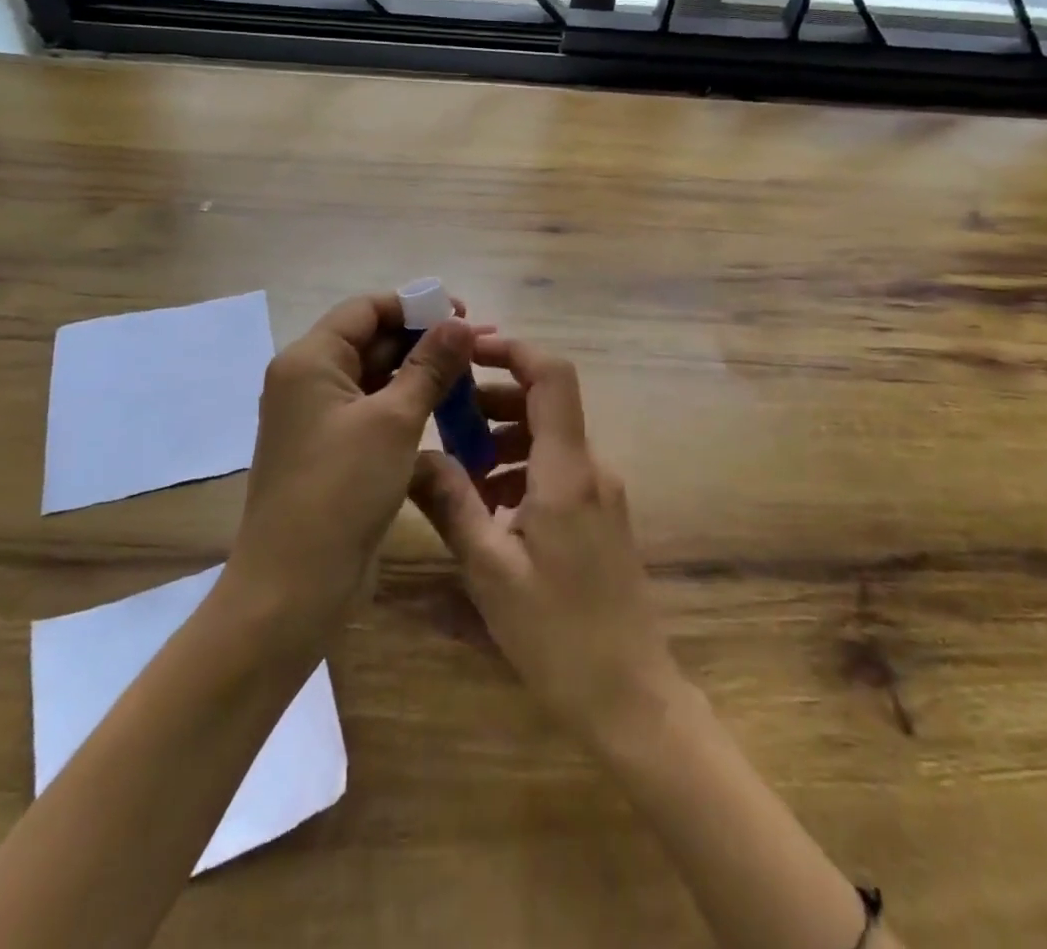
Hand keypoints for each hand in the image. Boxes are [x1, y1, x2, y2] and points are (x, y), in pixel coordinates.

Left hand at [226, 292, 475, 639]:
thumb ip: (429, 366)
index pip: (365, 309)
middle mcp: (308, 380)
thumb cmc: (341, 490)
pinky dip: (406, 403)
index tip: (463, 313)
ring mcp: (318, 417)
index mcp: (310, 360)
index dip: (414, 305)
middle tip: (477, 345)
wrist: (294, 585)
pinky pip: (373, 409)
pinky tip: (445, 408)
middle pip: (370, 339)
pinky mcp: (332, 449)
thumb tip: (459, 322)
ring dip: (418, 371)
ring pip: (375, 376)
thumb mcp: (394, 420)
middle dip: (423, 338)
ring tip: (470, 373)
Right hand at [411, 338, 685, 750]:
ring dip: (503, 439)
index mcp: (567, 470)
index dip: (512, 350)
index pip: (552, 376)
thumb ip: (451, 503)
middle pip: (546, 403)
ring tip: (457, 470)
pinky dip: (521, 471)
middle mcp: (592, 468)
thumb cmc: (558, 634)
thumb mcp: (489, 569)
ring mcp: (602, 493)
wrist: (631, 697)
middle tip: (444, 418)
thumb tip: (414, 456)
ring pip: (549, 439)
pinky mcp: (601, 517)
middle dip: (493, 400)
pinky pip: (558, 471)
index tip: (468, 349)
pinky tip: (489, 508)